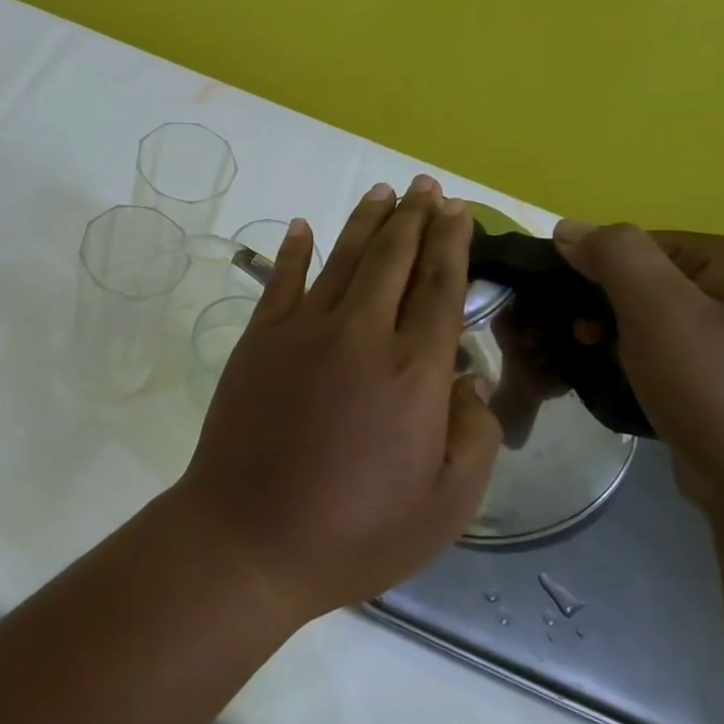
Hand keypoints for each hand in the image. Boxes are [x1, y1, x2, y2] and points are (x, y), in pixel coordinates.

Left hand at [169, 177, 501, 621]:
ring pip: (342, 259)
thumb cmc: (355, 531)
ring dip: (365, 221)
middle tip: (427, 187)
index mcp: (413, 371)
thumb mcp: (446, 505)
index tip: (459, 209)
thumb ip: (473, 435)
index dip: (452, 243)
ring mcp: (302, 331)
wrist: (249, 536)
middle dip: (415, 218)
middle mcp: (360, 334)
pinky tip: (304, 225)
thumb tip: (467, 379)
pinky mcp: (259, 339)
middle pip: (393, 259)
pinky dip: (295, 249)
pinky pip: (281, 280)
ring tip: (383, 191)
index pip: (439, 287)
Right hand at [551, 222, 723, 531]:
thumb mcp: (657, 312)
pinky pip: (685, 353)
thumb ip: (613, 256)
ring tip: (604, 368)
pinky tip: (635, 387)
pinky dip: (650, 363)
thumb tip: (570, 229)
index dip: (598, 271)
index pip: (646, 244)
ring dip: (623, 337)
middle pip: (656, 280)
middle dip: (609, 307)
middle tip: (583, 342)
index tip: (572, 314)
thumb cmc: (718, 393)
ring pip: (666, 319)